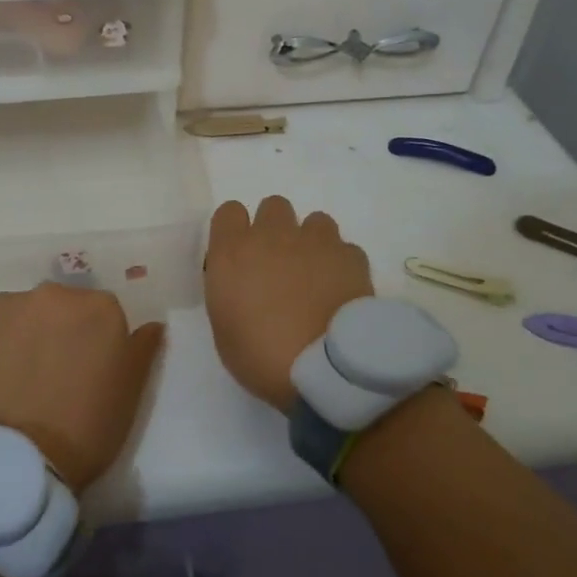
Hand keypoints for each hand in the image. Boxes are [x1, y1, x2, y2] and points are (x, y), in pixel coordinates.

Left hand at [0, 283, 164, 490]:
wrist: (12, 465)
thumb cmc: (83, 432)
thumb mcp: (129, 395)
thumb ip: (141, 349)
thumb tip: (151, 325)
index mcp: (96, 307)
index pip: (96, 314)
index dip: (88, 343)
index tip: (81, 372)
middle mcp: (49, 294)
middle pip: (53, 309)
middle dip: (50, 334)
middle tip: (44, 378)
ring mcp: (0, 306)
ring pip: (12, 316)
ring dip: (14, 339)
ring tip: (7, 383)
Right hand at [204, 196, 373, 411]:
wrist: (324, 369)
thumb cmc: (261, 357)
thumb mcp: (225, 329)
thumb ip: (231, 292)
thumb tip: (245, 283)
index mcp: (232, 252)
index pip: (229, 212)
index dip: (235, 231)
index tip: (240, 255)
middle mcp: (272, 236)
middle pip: (273, 206)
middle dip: (275, 229)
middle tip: (279, 264)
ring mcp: (315, 241)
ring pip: (314, 220)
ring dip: (311, 241)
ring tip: (316, 275)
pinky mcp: (351, 256)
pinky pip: (344, 248)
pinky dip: (341, 264)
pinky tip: (341, 290)